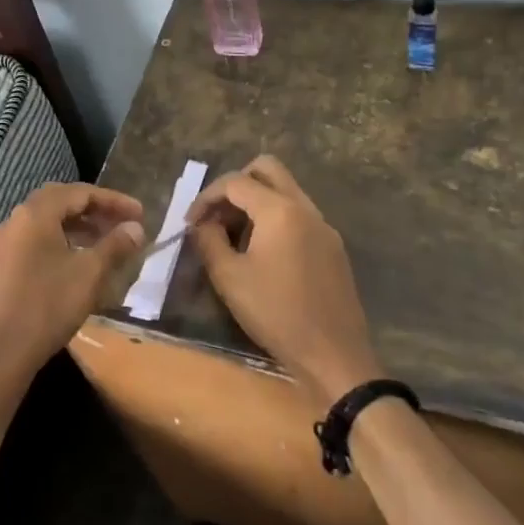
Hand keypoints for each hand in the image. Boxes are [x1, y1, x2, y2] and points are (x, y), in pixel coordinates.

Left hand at [0, 183, 144, 381]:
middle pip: (61, 201)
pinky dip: (62, 241)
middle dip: (94, 209)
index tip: (141, 214)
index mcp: (36, 213)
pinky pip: (37, 240)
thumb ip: (114, 245)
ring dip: (79, 226)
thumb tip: (136, 228)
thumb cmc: (47, 306)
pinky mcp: (3, 265)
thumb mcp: (89, 273)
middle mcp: (17, 220)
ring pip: (48, 222)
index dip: (113, 200)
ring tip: (106, 242)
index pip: (80, 192)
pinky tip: (78, 262)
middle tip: (122, 223)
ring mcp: (6, 243)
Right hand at [188, 156, 384, 409]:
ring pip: (285, 190)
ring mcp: (324, 226)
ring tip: (234, 236)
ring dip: (256, 202)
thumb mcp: (229, 278)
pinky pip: (299, 214)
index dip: (207, 197)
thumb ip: (209, 240)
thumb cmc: (276, 314)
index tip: (190, 223)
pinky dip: (275, 218)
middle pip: (267, 169)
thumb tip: (202, 223)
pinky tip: (262, 253)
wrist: (334, 355)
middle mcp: (305, 208)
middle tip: (217, 215)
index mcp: (280, 210)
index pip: (236, 182)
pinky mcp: (333, 247)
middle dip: (236, 184)